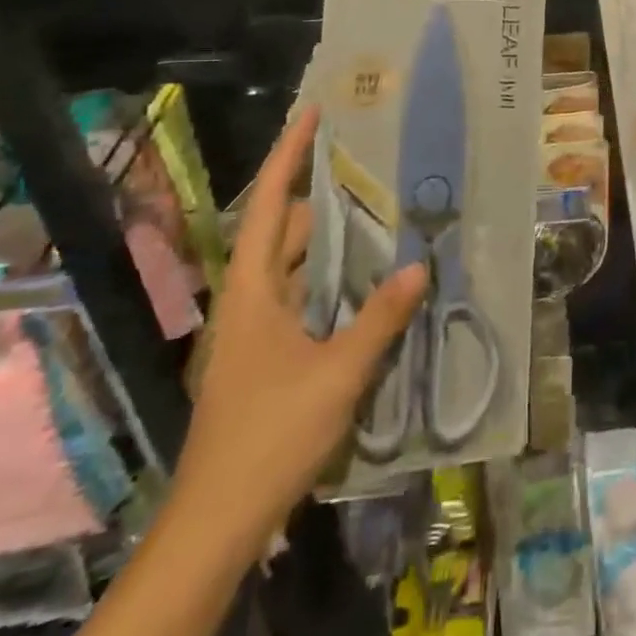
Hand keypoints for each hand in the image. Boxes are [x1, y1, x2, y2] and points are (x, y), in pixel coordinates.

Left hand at [171, 105, 426, 547]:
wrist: (217, 521)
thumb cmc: (269, 436)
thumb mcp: (337, 374)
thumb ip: (379, 318)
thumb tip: (418, 265)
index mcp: (252, 289)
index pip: (267, 204)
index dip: (288, 155)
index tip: (314, 113)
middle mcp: (250, 299)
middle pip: (287, 230)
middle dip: (328, 199)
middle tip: (379, 174)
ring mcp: (257, 329)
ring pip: (297, 266)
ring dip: (335, 244)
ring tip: (386, 220)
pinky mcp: (268, 354)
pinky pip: (305, 298)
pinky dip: (334, 281)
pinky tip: (372, 285)